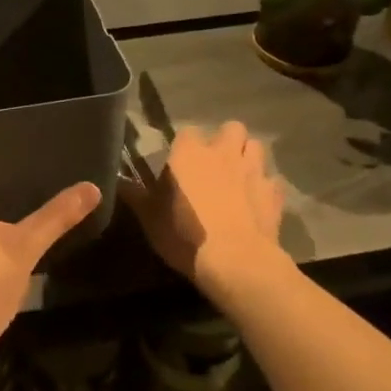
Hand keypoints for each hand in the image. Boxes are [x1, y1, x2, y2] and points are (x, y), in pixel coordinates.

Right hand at [120, 122, 289, 298]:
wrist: (235, 261)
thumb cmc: (185, 234)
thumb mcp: (149, 218)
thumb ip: (134, 194)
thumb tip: (115, 180)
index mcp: (189, 153)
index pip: (188, 131)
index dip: (185, 145)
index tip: (180, 163)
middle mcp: (223, 152)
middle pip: (231, 128)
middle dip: (226, 141)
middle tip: (215, 163)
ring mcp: (253, 170)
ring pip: (256, 147)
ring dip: (248, 157)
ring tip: (239, 176)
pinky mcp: (274, 193)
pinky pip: (272, 181)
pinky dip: (265, 188)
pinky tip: (257, 202)